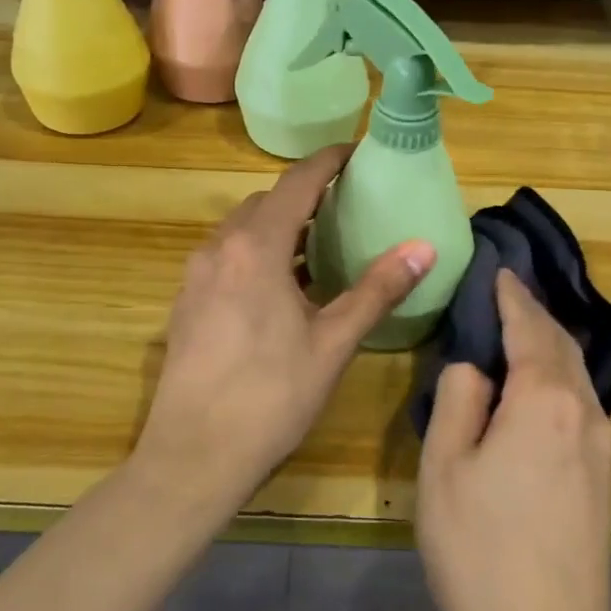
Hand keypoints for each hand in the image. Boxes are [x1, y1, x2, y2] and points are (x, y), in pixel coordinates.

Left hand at [135, 145, 435, 512]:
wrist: (193, 457)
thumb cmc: (271, 397)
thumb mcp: (333, 343)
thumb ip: (377, 289)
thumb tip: (424, 247)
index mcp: (256, 248)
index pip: (297, 183)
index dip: (328, 162)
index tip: (357, 153)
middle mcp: (219, 249)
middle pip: (266, 203)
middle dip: (305, 196)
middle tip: (346, 206)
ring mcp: (195, 276)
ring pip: (242, 231)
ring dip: (278, 226)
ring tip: (319, 245)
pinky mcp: (185, 303)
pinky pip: (226, 257)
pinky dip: (257, 253)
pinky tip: (281, 288)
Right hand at [416, 271, 610, 610]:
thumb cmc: (480, 551)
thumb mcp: (445, 466)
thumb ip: (459, 398)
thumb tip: (475, 365)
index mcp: (545, 400)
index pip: (528, 326)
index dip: (511, 294)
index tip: (498, 268)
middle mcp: (586, 412)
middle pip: (561, 344)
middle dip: (533, 313)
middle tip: (504, 292)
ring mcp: (604, 446)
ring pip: (576, 374)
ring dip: (547, 345)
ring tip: (516, 331)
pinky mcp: (606, 477)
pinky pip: (582, 404)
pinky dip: (558, 377)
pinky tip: (536, 387)